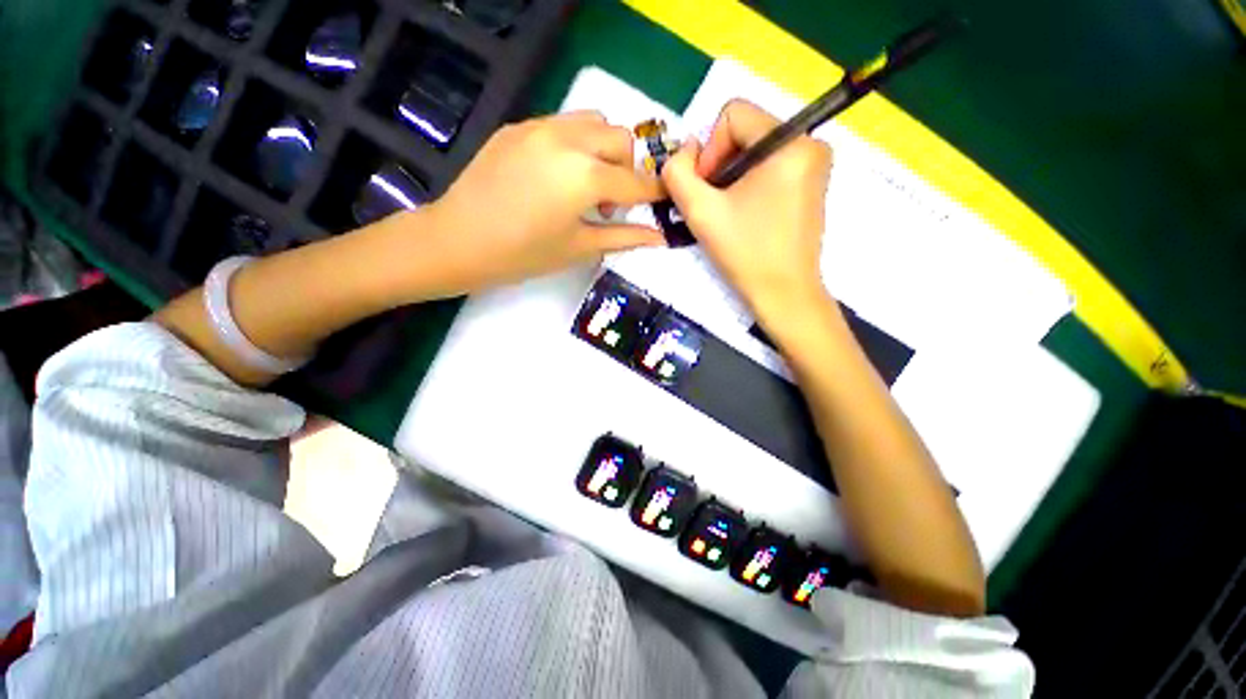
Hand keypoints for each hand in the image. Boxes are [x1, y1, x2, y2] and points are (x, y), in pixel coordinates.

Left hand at [419, 111, 664, 291]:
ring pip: (593, 121)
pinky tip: (556, 176)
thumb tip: (660, 237)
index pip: (636, 182)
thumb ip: (624, 237)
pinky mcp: (518, 126)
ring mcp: (540, 126)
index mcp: (586, 176)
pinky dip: (575, 145)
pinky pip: (562, 124)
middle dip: (626, 169)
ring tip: (584, 184)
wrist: (459, 240)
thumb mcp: (579, 247)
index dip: (655, 192)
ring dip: (602, 150)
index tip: (665, 199)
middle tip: (608, 202)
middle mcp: (568, 140)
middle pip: (620, 139)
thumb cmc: (524, 254)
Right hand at [662, 100, 832, 329]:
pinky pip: (770, 166)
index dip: (708, 149)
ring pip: (755, 149)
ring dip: (731, 176)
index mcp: (790, 142)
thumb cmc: (745, 253)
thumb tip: (685, 153)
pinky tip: (744, 213)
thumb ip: (677, 173)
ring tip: (726, 211)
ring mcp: (815, 164)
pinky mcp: (812, 182)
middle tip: (712, 202)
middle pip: (746, 130)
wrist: (783, 293)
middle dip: (720, 163)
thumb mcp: (700, 212)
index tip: (706, 189)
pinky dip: (749, 183)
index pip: (734, 114)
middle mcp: (810, 143)